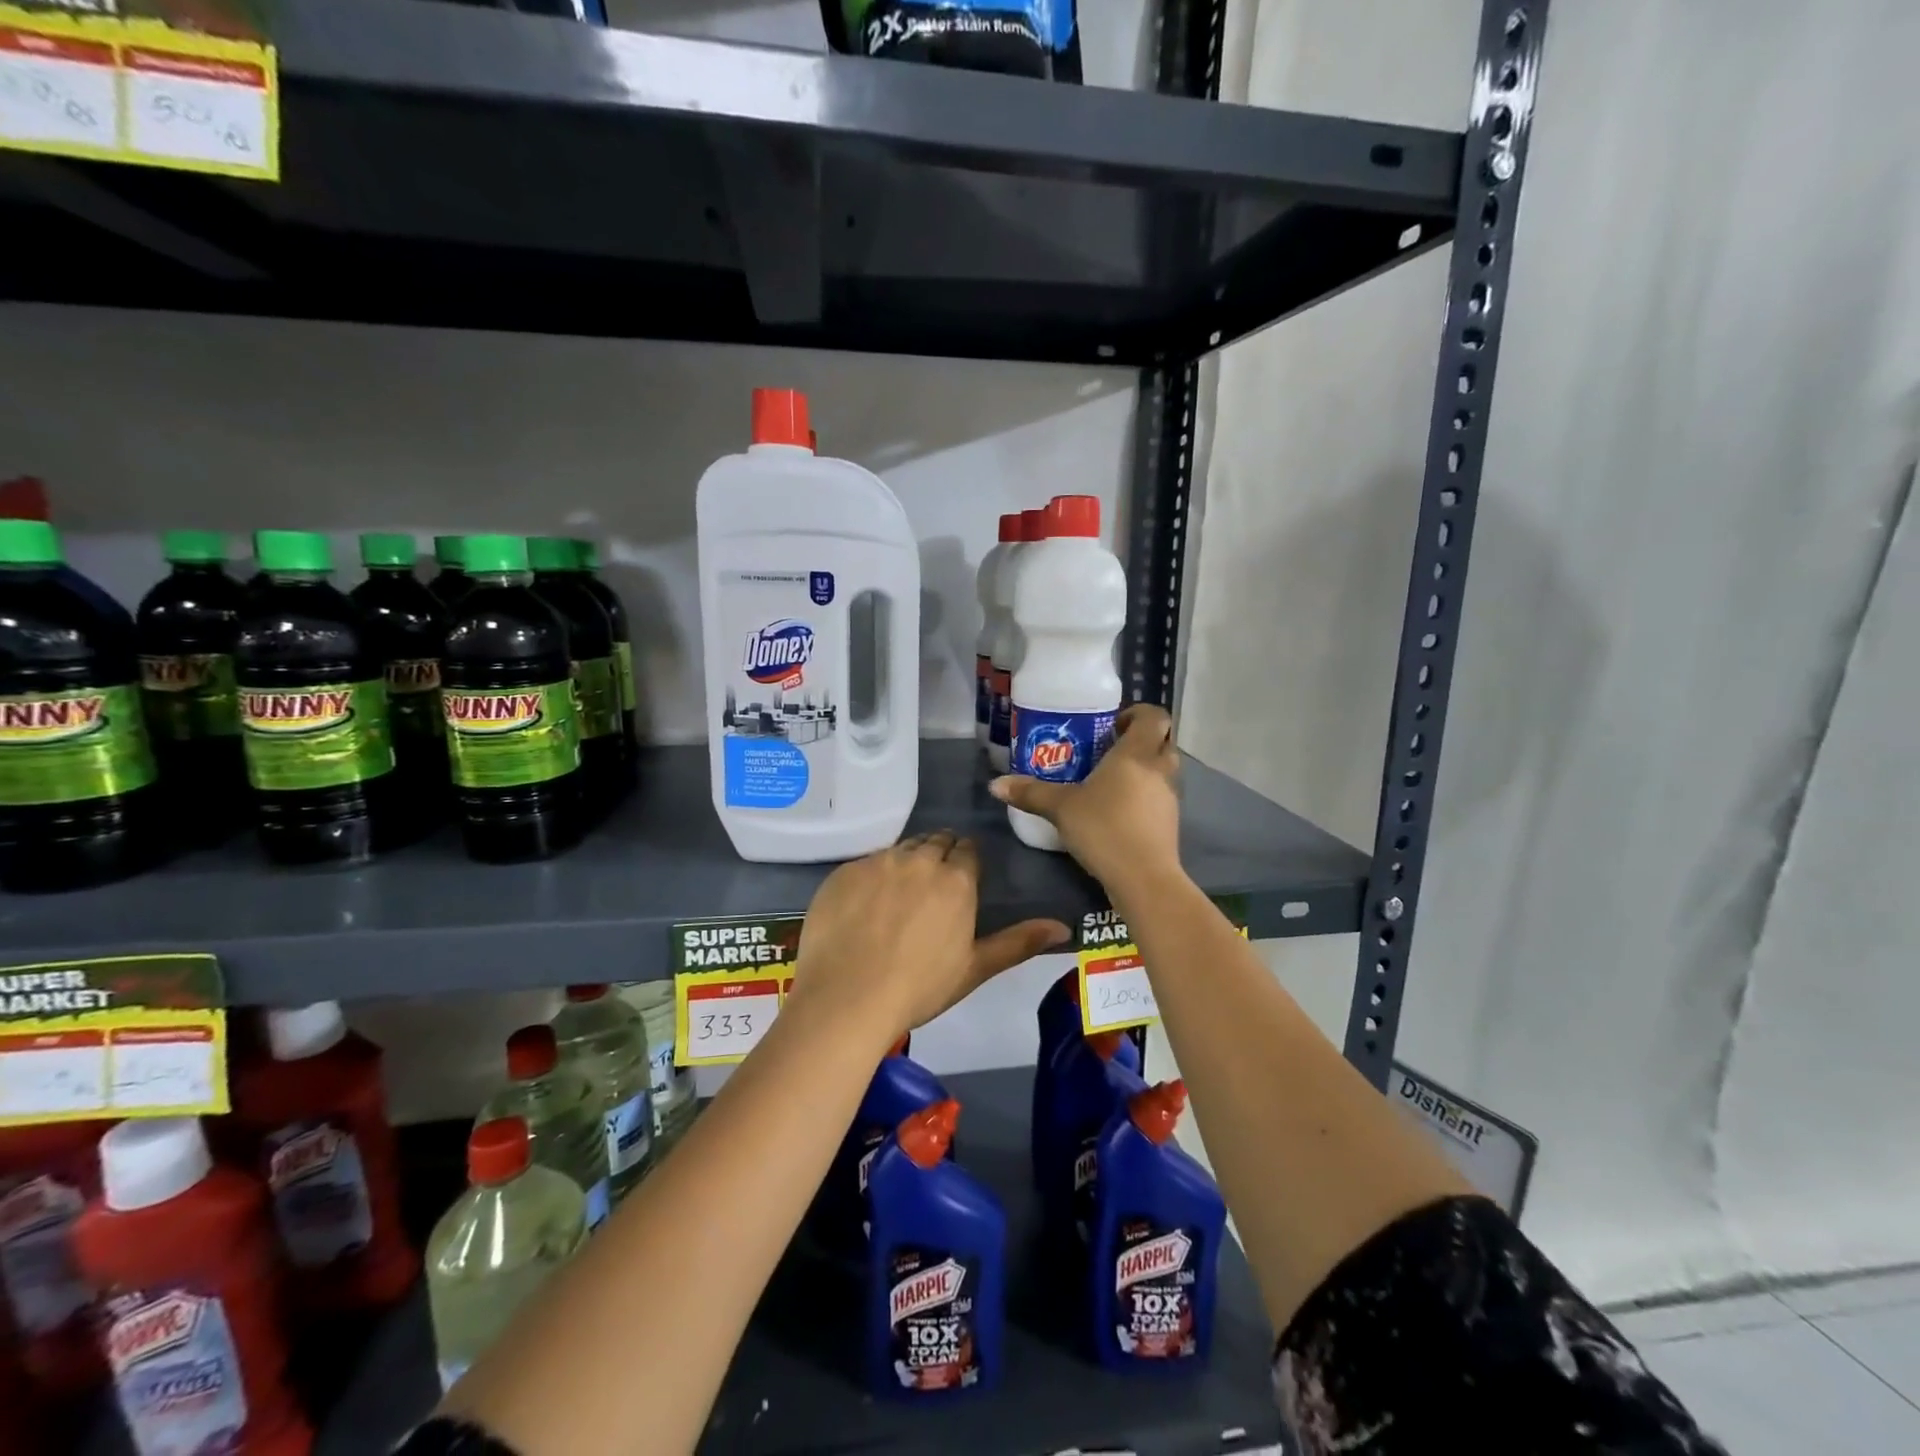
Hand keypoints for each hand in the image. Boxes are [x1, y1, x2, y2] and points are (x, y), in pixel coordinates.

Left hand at [788, 830, 1069, 1037]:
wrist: (847, 998)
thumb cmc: (919, 988)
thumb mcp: (974, 968)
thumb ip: (1019, 942)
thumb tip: (1064, 927)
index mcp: (955, 879)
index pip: (967, 850)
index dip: (965, 862)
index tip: (960, 880)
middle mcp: (918, 859)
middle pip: (934, 841)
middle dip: (938, 856)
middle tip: (931, 888)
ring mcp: (878, 862)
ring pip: (900, 849)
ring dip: (906, 862)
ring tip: (899, 895)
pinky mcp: (844, 871)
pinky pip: (866, 863)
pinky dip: (872, 876)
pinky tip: (865, 905)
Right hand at [990, 703, 1181, 894]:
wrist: (1143, 878)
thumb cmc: (1104, 828)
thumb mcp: (1061, 808)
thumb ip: (1031, 793)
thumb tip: (995, 784)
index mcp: (1136, 754)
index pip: (1154, 716)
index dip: (1138, 713)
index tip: (1113, 725)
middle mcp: (1159, 769)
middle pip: (1163, 741)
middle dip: (1141, 740)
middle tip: (1110, 750)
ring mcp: (1169, 798)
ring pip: (1163, 770)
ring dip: (1144, 768)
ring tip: (1110, 781)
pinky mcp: (1170, 823)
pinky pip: (1159, 797)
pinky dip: (1145, 796)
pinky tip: (1118, 811)